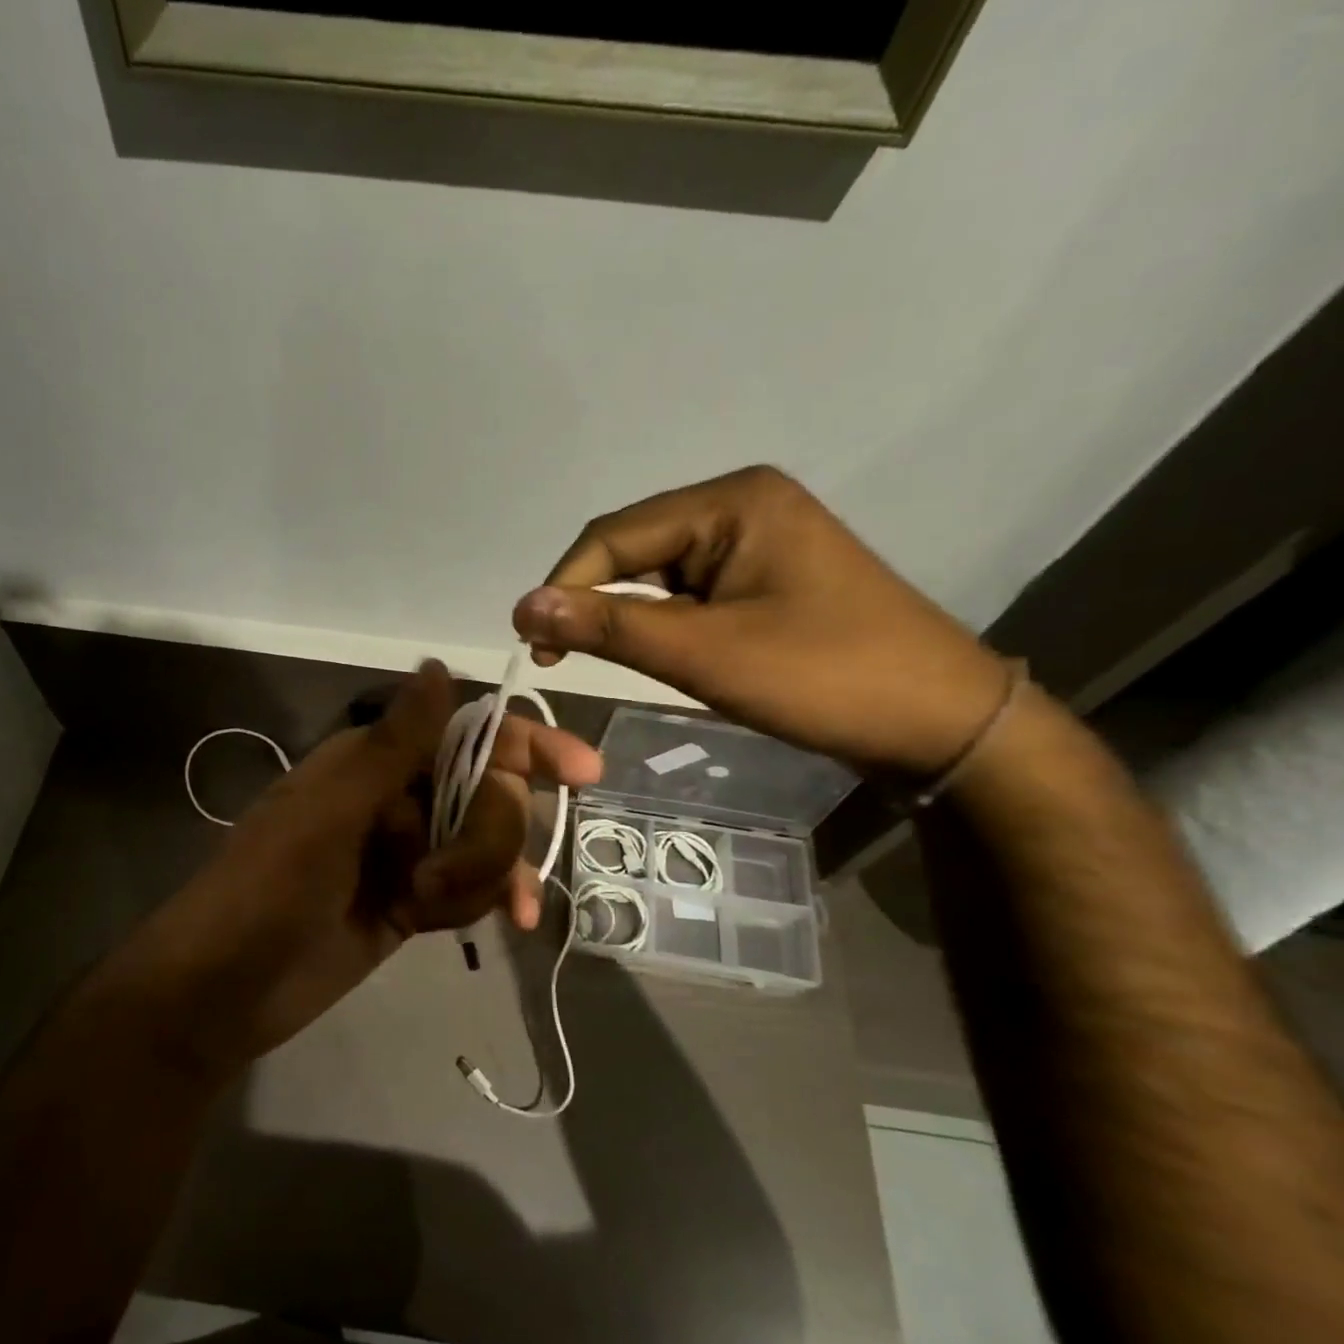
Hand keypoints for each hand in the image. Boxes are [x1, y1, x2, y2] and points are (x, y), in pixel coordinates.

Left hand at [104, 662, 601, 1077]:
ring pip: (486, 847)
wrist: (223, 990)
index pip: (469, 734)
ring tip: (424, 907)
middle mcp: (398, 798)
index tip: (582, 771)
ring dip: (477, 878)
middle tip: (438, 877)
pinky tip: (479, 924)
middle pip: (490, 795)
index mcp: (375, 760)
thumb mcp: (330, 813)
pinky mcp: (413, 902)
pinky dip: (477, 903)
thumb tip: (439, 665)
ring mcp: (408, 852)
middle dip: (486, 836)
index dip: (526, 745)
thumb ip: (393, 744)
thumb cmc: (267, 889)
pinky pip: (472, 890)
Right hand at [513, 466, 1011, 780]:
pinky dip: (662, 624)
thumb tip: (523, 606)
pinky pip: (689, 592)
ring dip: (627, 617)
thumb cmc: (824, 678)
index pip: (614, 535)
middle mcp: (741, 505)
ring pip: (658, 573)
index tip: (534, 647)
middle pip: (634, 548)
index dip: (563, 588)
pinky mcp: (765, 577)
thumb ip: (608, 627)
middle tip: (561, 660)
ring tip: (605, 662)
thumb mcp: (704, 654)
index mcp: (731, 501)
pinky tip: (657, 653)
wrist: (940, 723)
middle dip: (594, 603)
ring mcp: (757, 541)